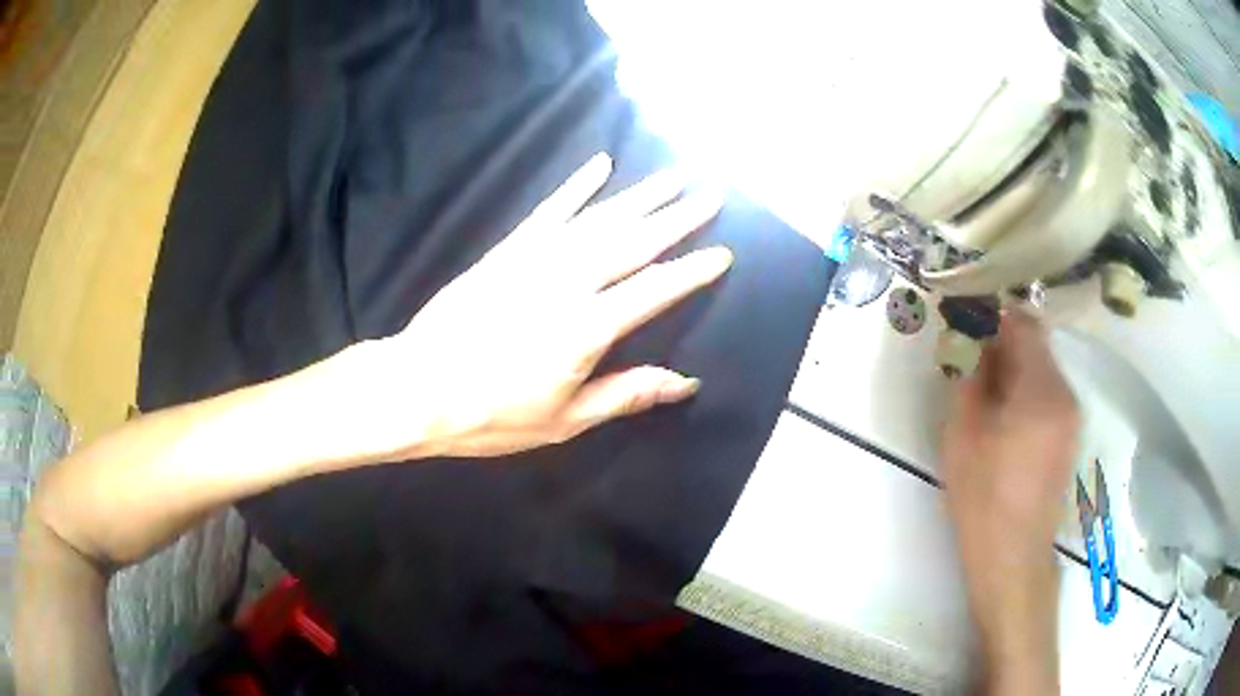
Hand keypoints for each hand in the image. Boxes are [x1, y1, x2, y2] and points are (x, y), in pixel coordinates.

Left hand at [334, 153, 729, 459]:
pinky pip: (549, 212)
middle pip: (633, 242)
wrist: (416, 388)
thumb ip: (626, 393)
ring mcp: (534, 260)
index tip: (723, 253)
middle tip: (711, 194)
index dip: (692, 272)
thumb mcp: (564, 419)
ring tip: (673, 177)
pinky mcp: (507, 252)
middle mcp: (566, 283)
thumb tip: (685, 382)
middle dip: (677, 217)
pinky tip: (599, 166)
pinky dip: (576, 187)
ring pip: (598, 219)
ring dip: (640, 196)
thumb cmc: (490, 415)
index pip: (654, 290)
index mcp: (586, 328)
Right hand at [941, 311, 1079, 692]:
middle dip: (1005, 344)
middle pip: (1038, 345)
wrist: (1013, 558)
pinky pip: (1050, 394)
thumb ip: (971, 380)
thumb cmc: (983, 499)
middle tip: (973, 361)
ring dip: (1017, 369)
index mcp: (1041, 390)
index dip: (997, 316)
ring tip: (987, 394)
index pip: (1025, 325)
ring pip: (1044, 370)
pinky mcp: (1070, 435)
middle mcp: (1066, 394)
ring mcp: (1072, 416)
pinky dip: (1028, 391)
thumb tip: (974, 345)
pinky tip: (1006, 420)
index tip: (971, 322)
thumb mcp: (963, 435)